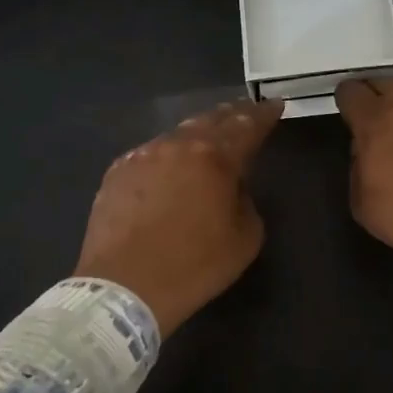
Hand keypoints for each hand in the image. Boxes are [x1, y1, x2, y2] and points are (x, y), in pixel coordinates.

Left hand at [73, 99, 284, 336]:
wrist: (124, 287)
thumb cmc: (194, 266)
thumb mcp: (245, 238)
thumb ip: (245, 200)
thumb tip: (231, 187)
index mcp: (215, 158)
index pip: (247, 126)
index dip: (264, 115)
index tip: (275, 105)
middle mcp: (177, 145)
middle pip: (210, 120)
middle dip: (232, 115)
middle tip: (245, 112)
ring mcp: (142, 156)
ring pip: (177, 135)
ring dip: (197, 136)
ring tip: (208, 140)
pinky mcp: (117, 172)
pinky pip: (150, 155)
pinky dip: (168, 157)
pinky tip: (170, 169)